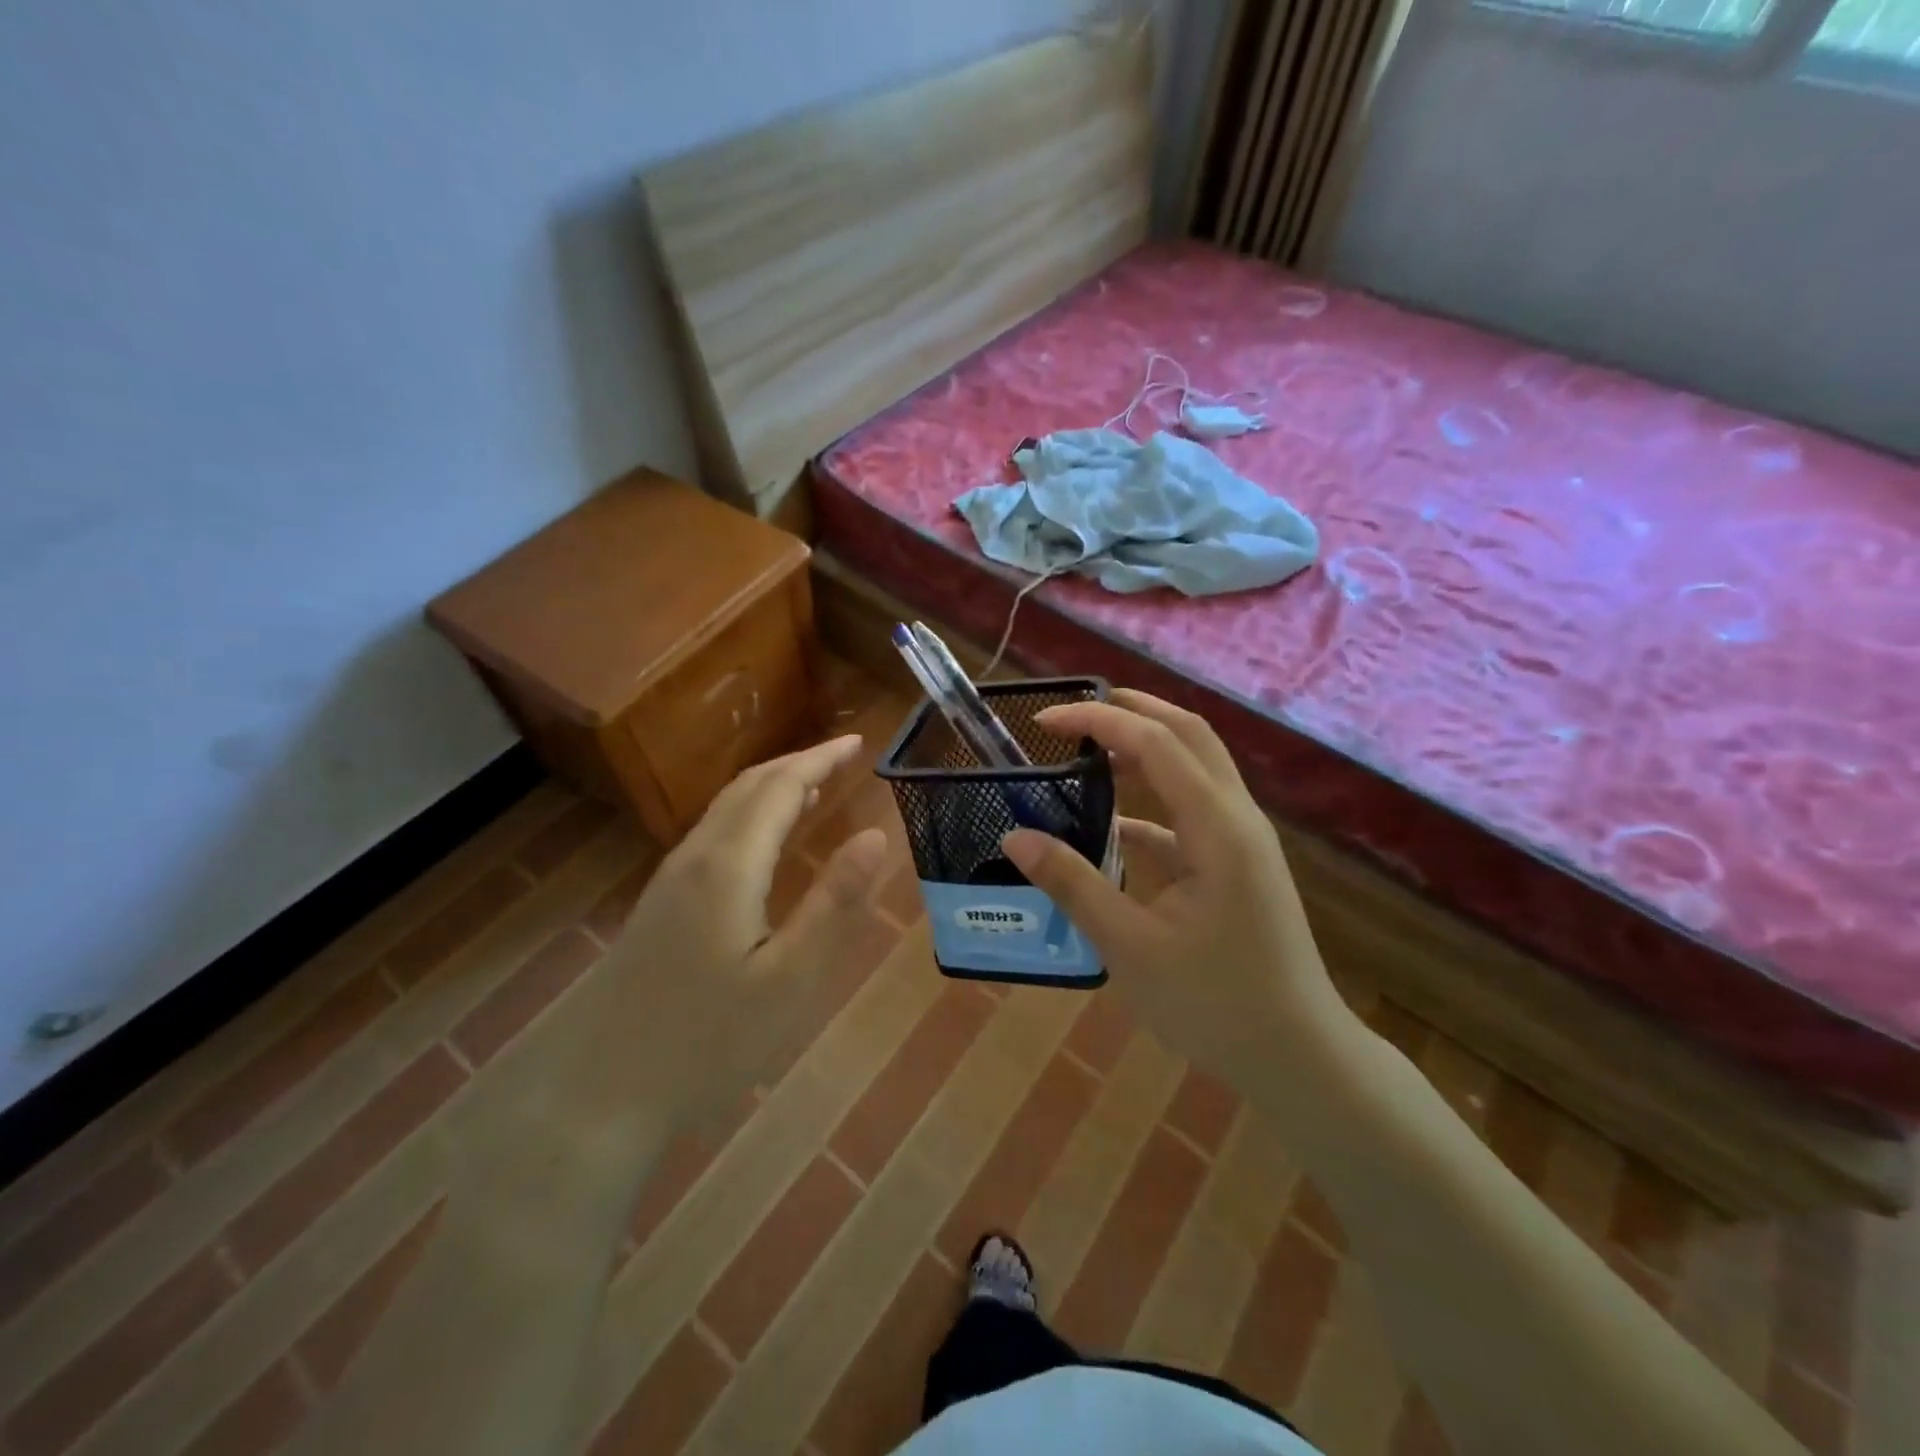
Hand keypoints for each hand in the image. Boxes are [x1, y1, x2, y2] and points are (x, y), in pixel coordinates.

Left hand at [591, 734, 889, 1127]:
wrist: (602, 1090)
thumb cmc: (710, 1039)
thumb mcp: (791, 977)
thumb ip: (835, 901)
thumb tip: (876, 833)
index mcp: (729, 864)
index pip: (780, 787)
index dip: (820, 760)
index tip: (858, 743)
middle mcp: (696, 857)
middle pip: (748, 787)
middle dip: (797, 764)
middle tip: (842, 757)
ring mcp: (670, 880)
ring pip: (726, 809)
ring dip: (772, 787)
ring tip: (813, 788)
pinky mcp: (661, 904)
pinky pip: (713, 834)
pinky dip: (750, 815)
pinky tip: (764, 842)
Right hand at [1001, 690, 1346, 1082]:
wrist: (1298, 1058)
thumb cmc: (1215, 1004)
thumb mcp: (1130, 946)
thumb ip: (1072, 884)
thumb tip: (1014, 837)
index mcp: (1217, 827)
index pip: (1157, 742)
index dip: (1099, 720)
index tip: (1046, 720)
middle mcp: (1238, 819)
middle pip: (1189, 735)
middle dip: (1133, 711)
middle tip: (1076, 712)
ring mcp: (1243, 842)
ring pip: (1196, 768)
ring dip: (1146, 748)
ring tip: (1090, 751)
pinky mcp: (1239, 866)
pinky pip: (1192, 813)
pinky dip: (1152, 803)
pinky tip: (1113, 828)